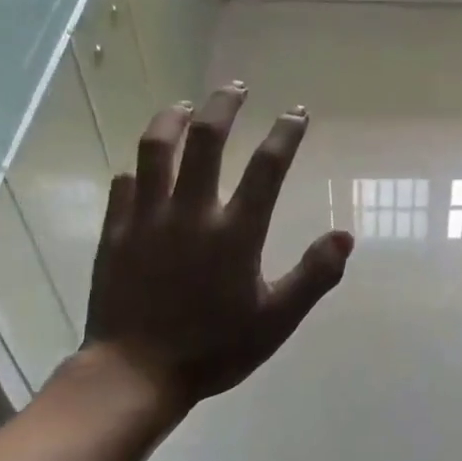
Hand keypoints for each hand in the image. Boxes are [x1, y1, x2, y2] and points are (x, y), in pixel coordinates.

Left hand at [84, 83, 352, 413]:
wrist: (137, 372)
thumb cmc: (214, 349)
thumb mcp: (276, 320)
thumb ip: (313, 276)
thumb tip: (345, 236)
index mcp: (235, 232)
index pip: (267, 167)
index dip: (286, 134)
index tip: (297, 112)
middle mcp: (191, 212)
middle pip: (206, 139)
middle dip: (224, 106)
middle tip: (235, 88)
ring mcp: (147, 218)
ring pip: (156, 149)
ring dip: (172, 119)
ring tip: (184, 106)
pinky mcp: (116, 232)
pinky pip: (125, 185)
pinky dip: (139, 169)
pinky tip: (142, 168)